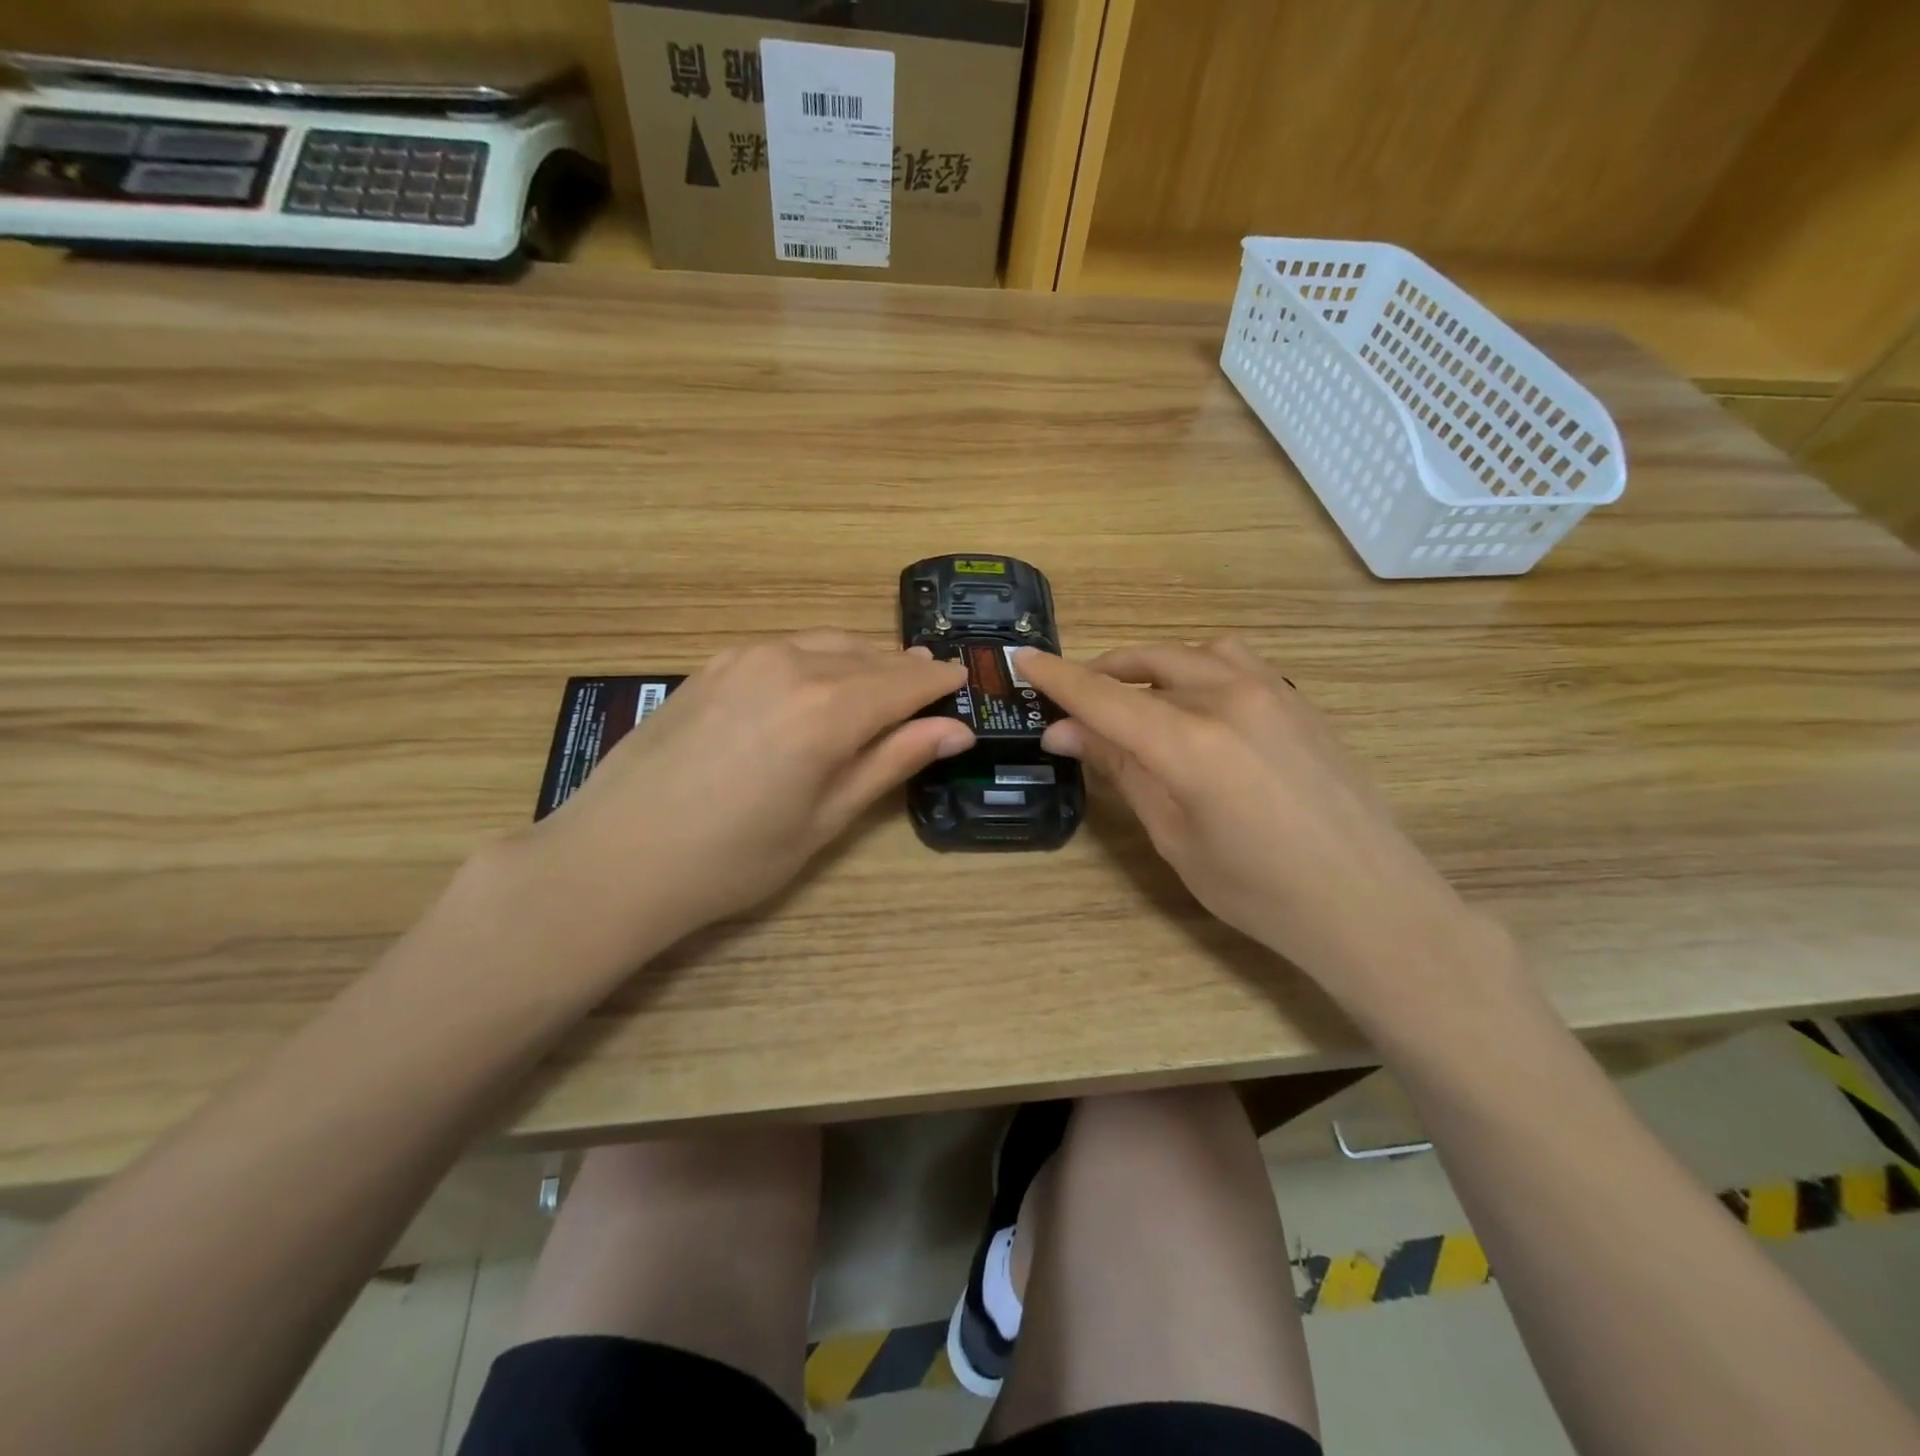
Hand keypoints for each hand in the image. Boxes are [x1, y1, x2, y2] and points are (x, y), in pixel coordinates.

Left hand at [513, 631, 971, 964]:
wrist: (614, 858)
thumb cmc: (733, 858)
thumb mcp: (825, 819)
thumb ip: (890, 762)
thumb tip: (954, 731)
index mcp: (828, 709)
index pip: (905, 681)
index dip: (938, 682)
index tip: (962, 681)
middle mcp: (791, 666)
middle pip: (869, 657)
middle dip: (905, 669)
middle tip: (931, 685)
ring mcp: (746, 658)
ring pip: (827, 644)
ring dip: (863, 659)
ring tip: (884, 680)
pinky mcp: (713, 665)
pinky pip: (786, 648)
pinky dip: (818, 658)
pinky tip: (820, 681)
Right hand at [1018, 640, 1498, 1013]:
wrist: (1371, 904)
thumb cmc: (1260, 891)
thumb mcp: (1175, 836)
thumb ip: (1123, 771)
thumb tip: (1065, 732)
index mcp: (1191, 743)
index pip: (1104, 696)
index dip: (1057, 678)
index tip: (1023, 661)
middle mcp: (1230, 699)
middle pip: (1147, 663)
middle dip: (1101, 674)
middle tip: (1073, 703)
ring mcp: (1273, 692)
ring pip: (1192, 654)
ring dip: (1151, 667)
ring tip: (1133, 699)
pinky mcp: (1299, 700)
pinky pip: (1234, 663)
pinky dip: (1196, 669)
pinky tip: (1194, 705)